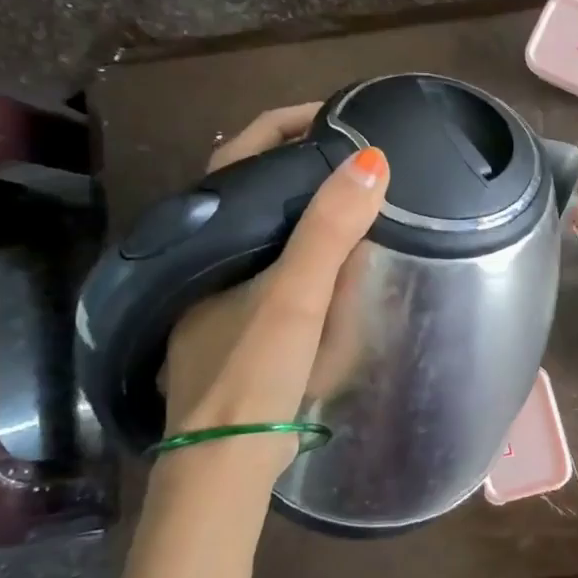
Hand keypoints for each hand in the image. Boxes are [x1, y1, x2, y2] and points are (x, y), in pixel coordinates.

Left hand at [159, 104, 389, 468]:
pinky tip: (338, 261)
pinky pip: (276, 264)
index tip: (342, 114)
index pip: (243, 152)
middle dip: (304, 162)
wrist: (224, 462)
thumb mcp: (295, 297)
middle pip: (255, 186)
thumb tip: (372, 158)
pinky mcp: (237, 322)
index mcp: (207, 237)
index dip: (289, 123)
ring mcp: (218, 290)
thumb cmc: (252, 372)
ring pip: (267, 228)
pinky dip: (307, 248)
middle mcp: (206, 256)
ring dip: (308, 206)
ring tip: (360, 197)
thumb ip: (328, 230)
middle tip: (361, 154)